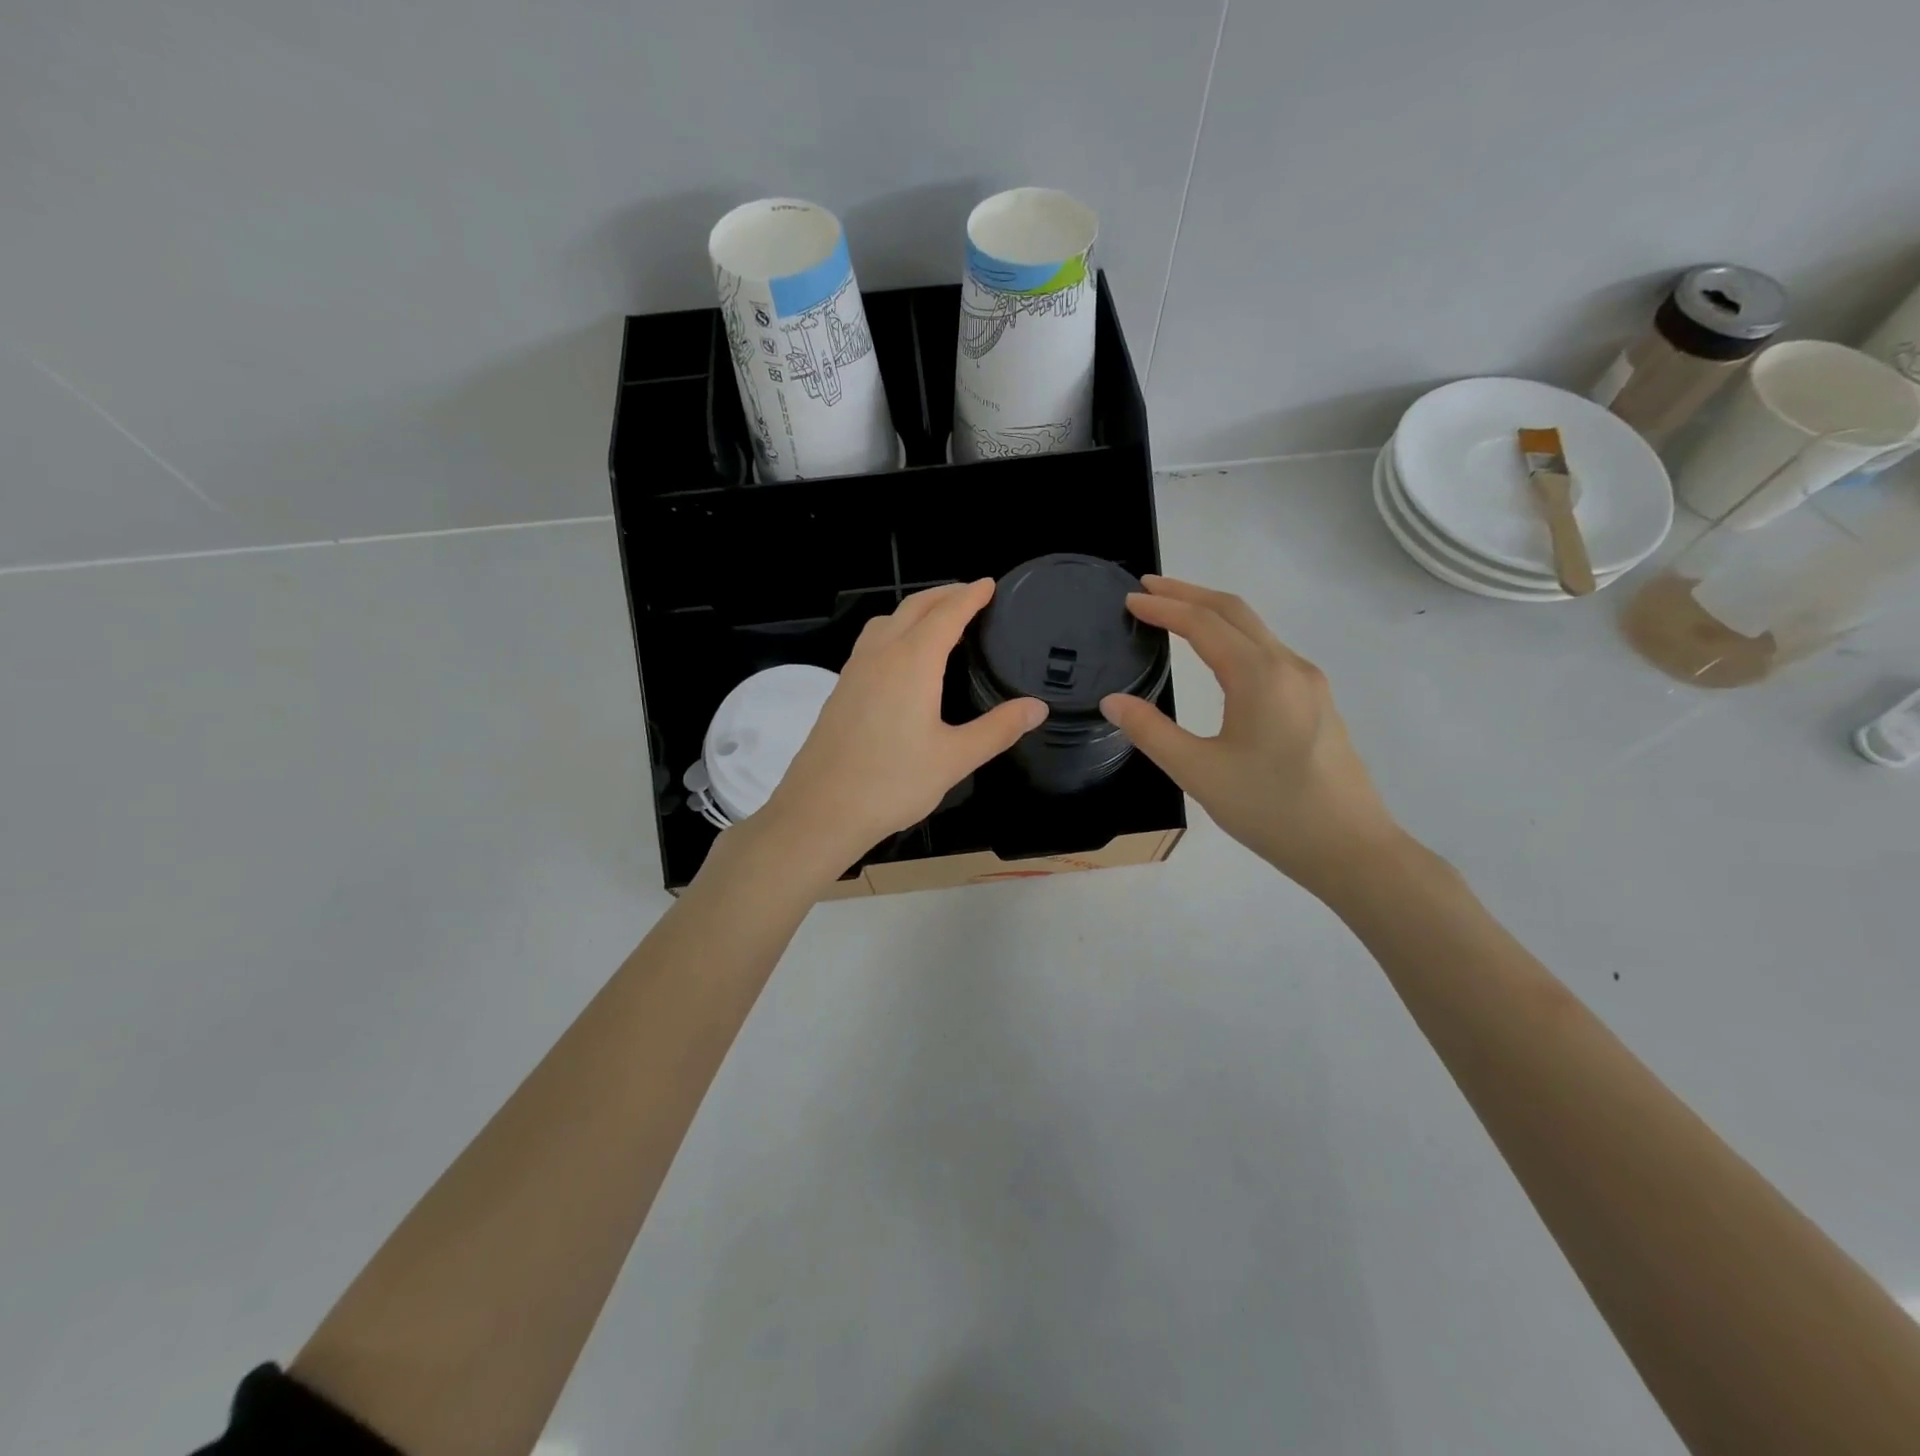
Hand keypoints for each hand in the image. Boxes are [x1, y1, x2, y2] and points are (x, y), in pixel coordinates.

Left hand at [755, 579, 1045, 879]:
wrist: (820, 810)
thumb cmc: (892, 783)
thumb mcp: (955, 759)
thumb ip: (998, 729)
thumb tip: (1037, 707)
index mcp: (912, 663)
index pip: (947, 615)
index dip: (970, 596)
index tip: (989, 584)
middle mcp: (881, 655)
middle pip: (914, 608)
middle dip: (943, 594)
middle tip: (970, 594)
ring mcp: (855, 671)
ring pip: (886, 621)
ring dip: (915, 610)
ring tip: (937, 619)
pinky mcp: (840, 690)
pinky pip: (871, 642)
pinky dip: (894, 630)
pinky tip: (901, 658)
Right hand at [1098, 576, 1402, 894]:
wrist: (1350, 848)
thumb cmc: (1271, 810)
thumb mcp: (1199, 773)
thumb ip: (1151, 732)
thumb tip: (1112, 701)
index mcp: (1259, 676)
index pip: (1204, 624)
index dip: (1164, 608)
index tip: (1130, 600)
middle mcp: (1288, 666)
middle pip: (1234, 611)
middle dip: (1188, 593)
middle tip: (1147, 589)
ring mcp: (1309, 682)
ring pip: (1255, 629)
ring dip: (1213, 613)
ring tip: (1175, 613)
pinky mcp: (1316, 701)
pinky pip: (1268, 651)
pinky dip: (1233, 637)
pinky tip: (1217, 656)